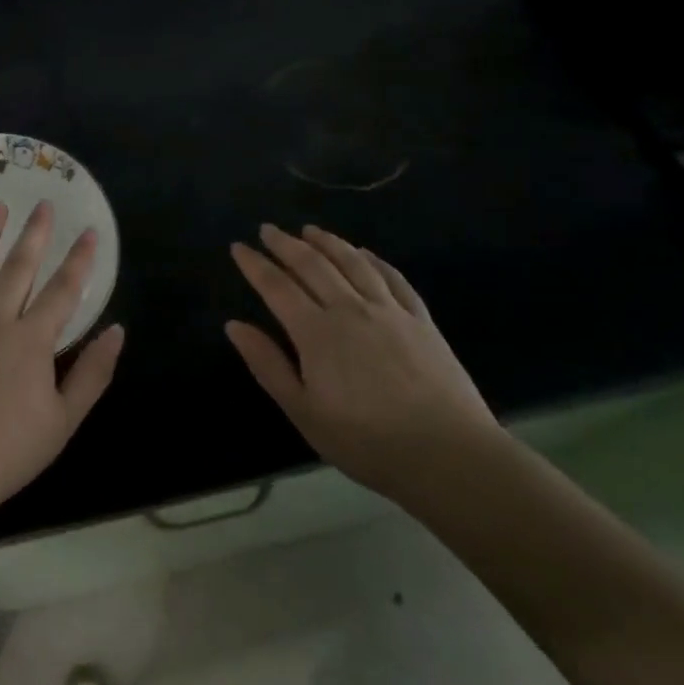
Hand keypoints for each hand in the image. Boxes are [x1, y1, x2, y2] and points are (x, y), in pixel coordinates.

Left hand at [0, 201, 124, 535]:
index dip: (80, 261)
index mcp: (31, 341)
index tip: (91, 233)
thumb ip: (92, 374)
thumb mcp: (63, 423)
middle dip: (35, 234)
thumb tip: (117, 331)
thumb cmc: (5, 455)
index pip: (64, 291)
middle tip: (44, 204)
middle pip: (19, 268)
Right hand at [226, 224, 500, 504]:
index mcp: (316, 332)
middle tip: (267, 229)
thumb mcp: (304, 412)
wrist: (448, 455)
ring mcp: (389, 310)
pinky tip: (364, 253)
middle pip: (312, 265)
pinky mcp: (420, 320)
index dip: (255, 265)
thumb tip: (234, 325)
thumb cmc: (367, 441)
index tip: (238, 247)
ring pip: (352, 263)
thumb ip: (268, 365)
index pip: (277, 287)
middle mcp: (350, 309)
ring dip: (327, 242)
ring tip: (309, 230)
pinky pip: (393, 278)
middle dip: (285, 244)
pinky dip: (373, 260)